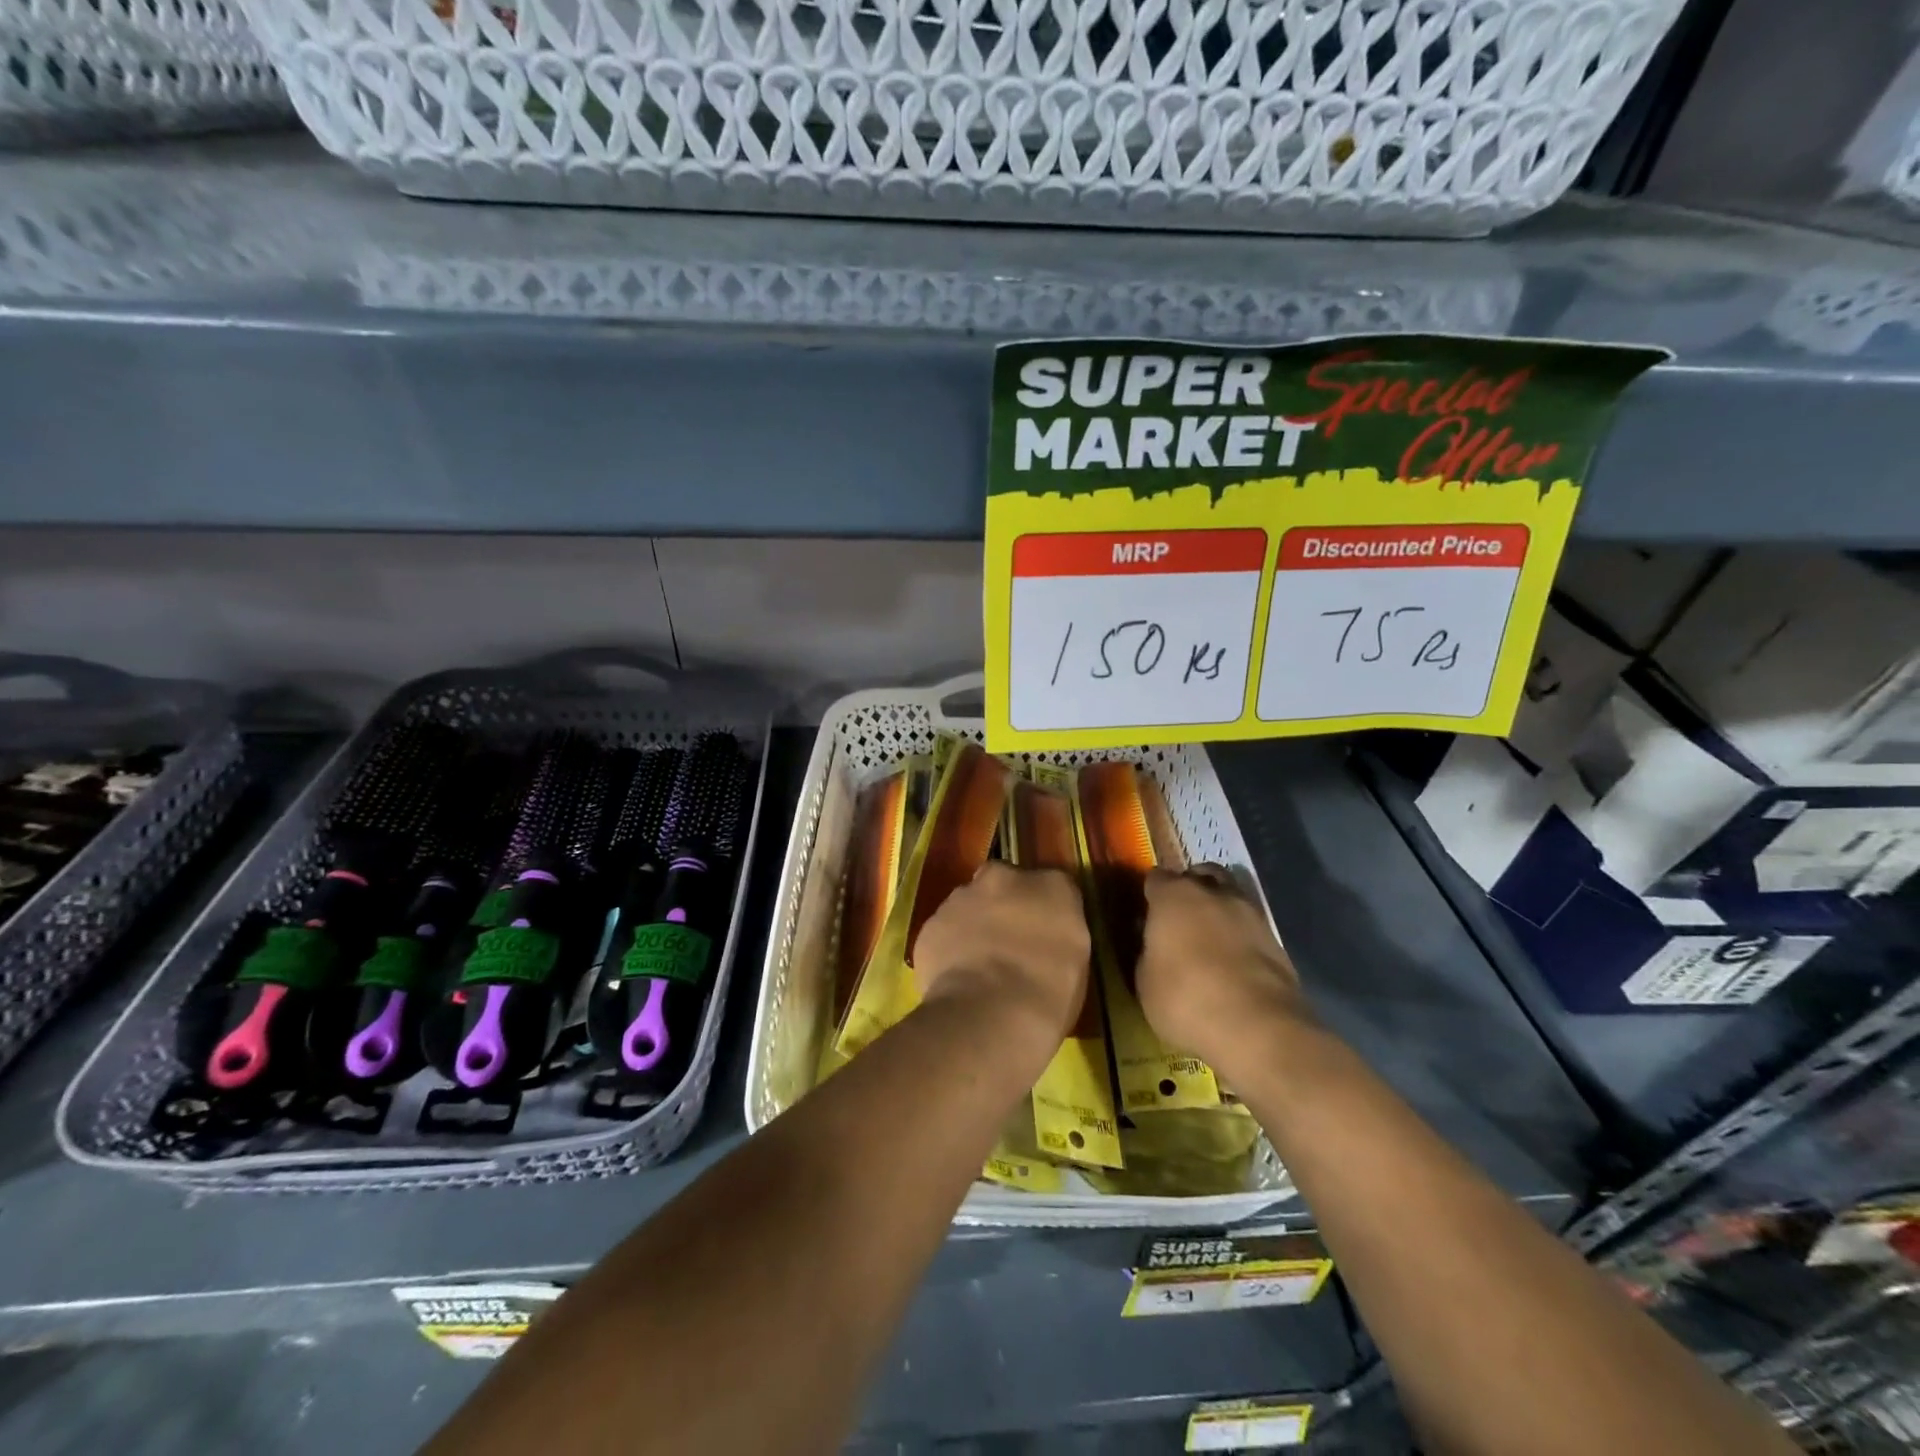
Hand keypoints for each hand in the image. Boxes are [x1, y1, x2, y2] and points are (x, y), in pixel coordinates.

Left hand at [913, 861, 1089, 1049]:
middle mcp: (1004, 878)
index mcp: (1052, 885)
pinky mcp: (930, 925)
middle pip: (1003, 885)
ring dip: (974, 925)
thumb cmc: (1049, 994)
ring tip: (979, 969)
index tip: (1041, 934)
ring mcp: (961, 898)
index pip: (1051, 885)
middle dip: (1003, 907)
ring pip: (968, 905)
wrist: (990, 1015)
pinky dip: (949, 948)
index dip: (1043, 909)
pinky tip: (957, 979)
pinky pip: (944, 932)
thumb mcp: (1076, 959)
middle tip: (1008, 947)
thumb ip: (1058, 929)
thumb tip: (1044, 931)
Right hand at [1137, 865, 1313, 1075]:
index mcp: (1173, 896)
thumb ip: (1148, 953)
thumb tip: (1155, 947)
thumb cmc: (1186, 998)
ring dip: (1219, 910)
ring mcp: (1250, 913)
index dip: (1150, 894)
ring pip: (1230, 896)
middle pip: (1199, 875)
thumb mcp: (1145, 982)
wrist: (1258, 1027)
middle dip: (1189, 889)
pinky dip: (1240, 936)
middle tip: (1179, 919)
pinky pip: (1250, 927)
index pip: (1155, 878)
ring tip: (1210, 939)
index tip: (1145, 913)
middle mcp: (1213, 893)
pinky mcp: (1277, 940)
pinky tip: (1233, 961)